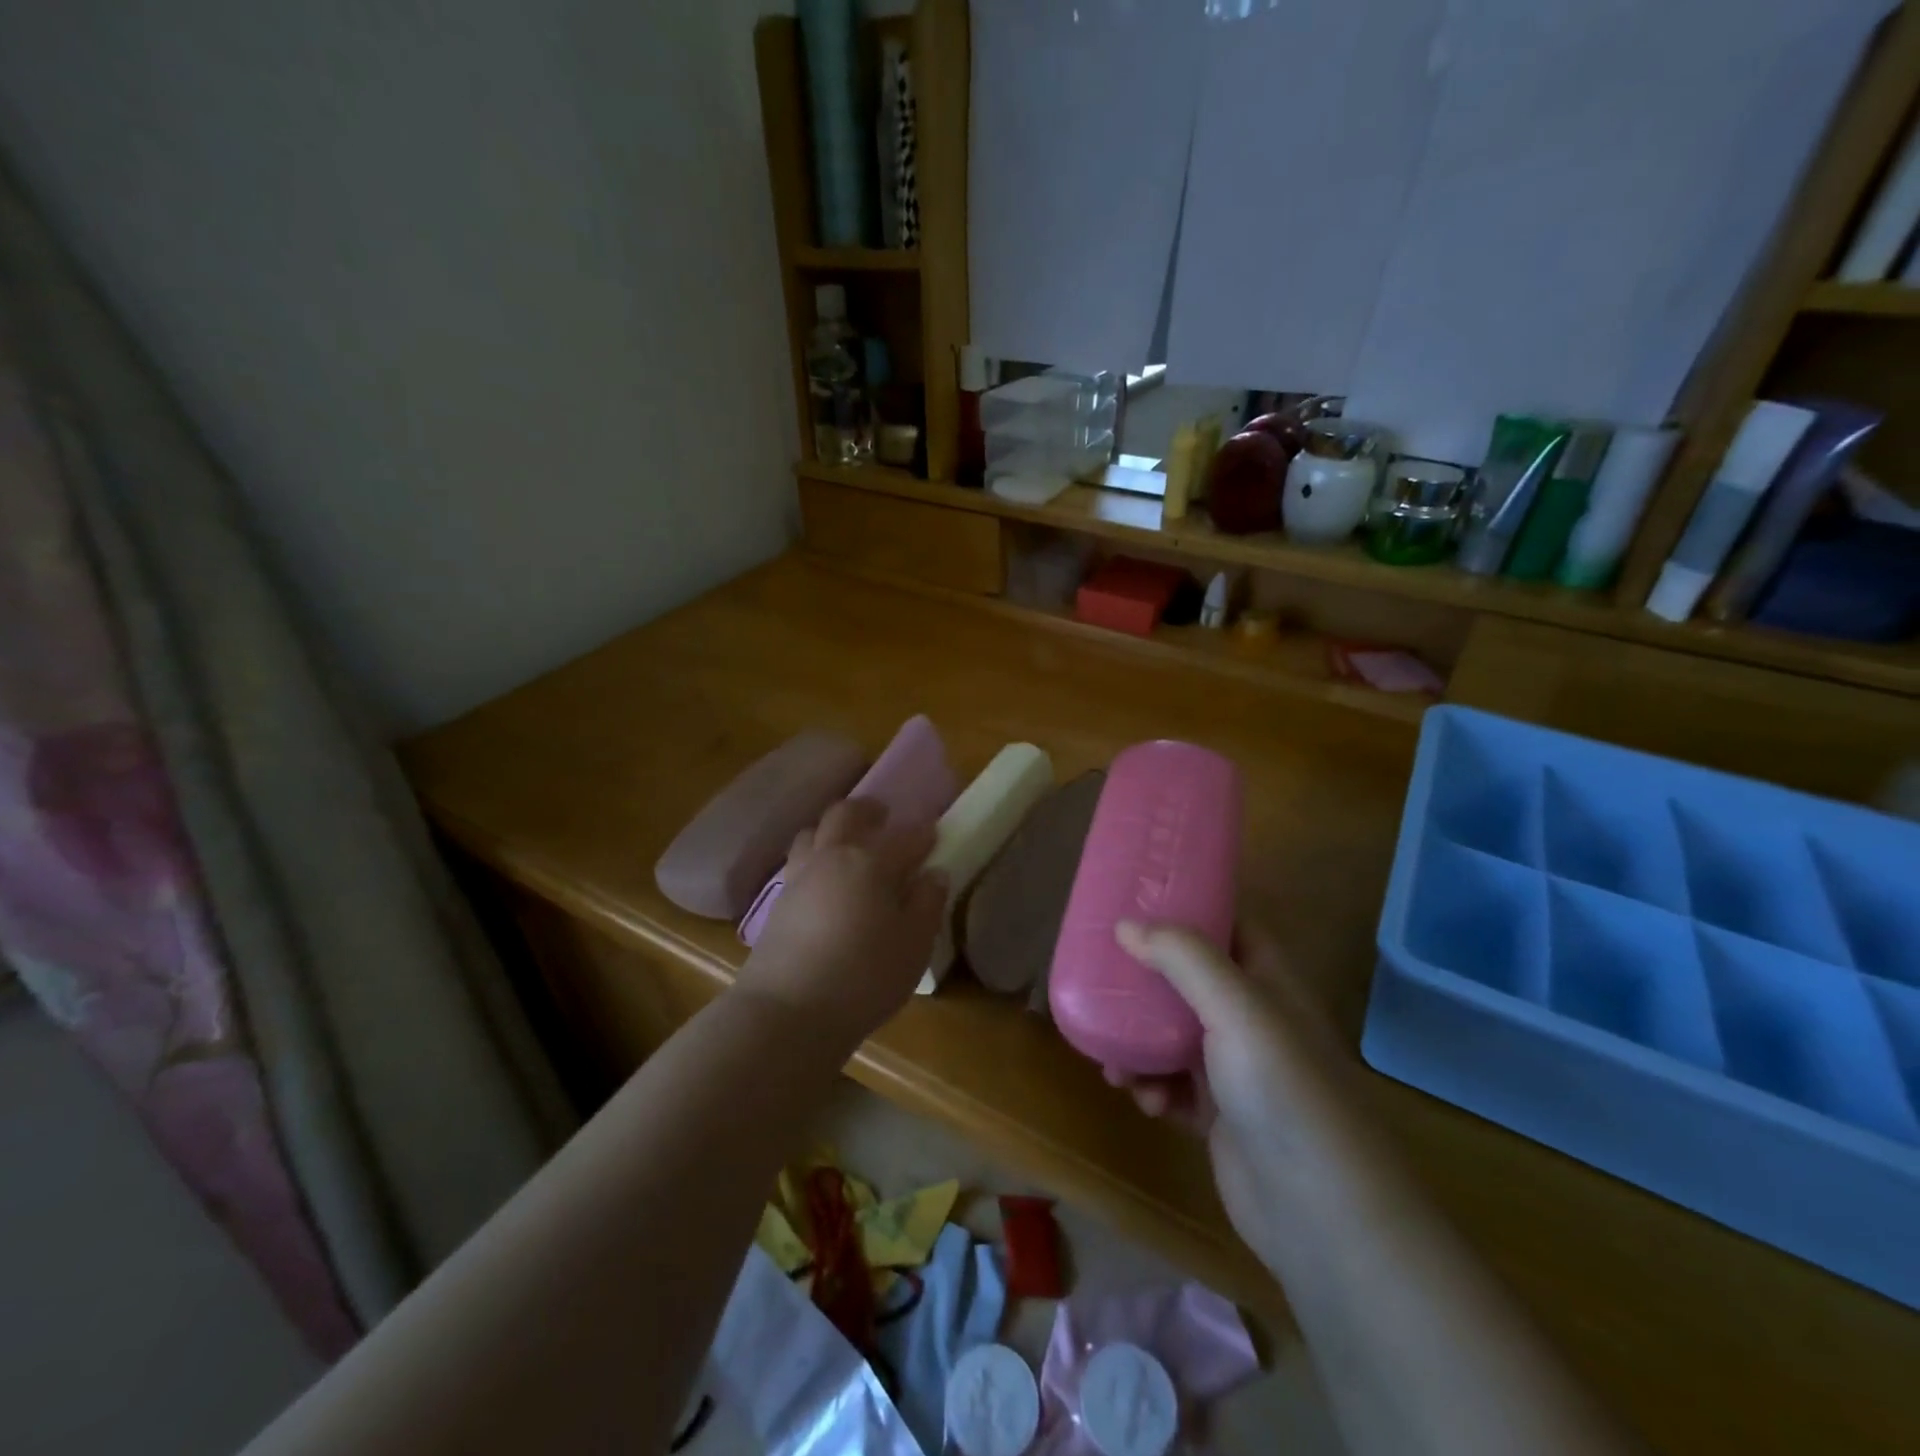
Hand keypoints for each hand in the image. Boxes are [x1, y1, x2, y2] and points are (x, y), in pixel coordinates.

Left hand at [737, 798, 946, 1044]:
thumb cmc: (864, 977)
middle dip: (867, 809)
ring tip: (848, 844)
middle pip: (845, 814)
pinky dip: (814, 855)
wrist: (787, 1010)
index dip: (924, 834)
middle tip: (883, 815)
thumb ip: (927, 904)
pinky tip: (824, 878)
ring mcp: (799, 876)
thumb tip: (934, 875)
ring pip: (813, 831)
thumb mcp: (913, 945)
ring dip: (833, 828)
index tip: (935, 835)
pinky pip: (798, 860)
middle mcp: (832, 857)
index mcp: (871, 862)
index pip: (905, 837)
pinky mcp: (778, 901)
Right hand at [1108, 920, 1369, 1265]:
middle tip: (1103, 976)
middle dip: (1146, 981)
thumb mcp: (1234, 1008)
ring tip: (1115, 1061)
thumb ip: (1182, 958)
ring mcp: (1238, 1069)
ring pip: (1174, 1034)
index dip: (1189, 906)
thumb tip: (1126, 924)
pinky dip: (1153, 1087)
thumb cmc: (1281, 1090)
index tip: (1136, 898)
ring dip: (1140, 1042)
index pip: (1229, 924)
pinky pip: (1174, 1085)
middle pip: (1190, 980)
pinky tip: (1145, 1102)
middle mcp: (1253, 1018)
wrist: (1321, 1213)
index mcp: (1268, 981)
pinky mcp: (1221, 1115)